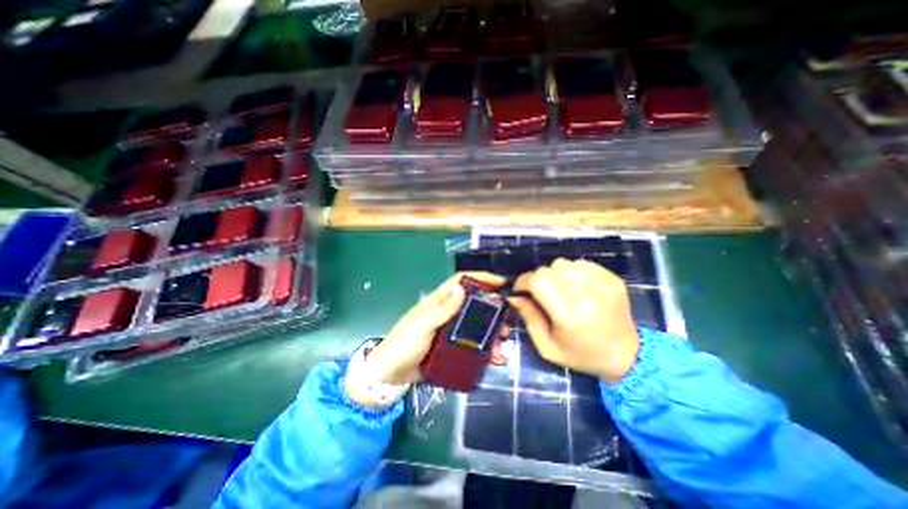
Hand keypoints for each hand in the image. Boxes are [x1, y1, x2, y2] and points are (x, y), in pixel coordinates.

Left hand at [346, 273, 504, 407]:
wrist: (389, 375)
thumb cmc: (403, 345)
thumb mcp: (421, 326)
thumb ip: (440, 309)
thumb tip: (461, 287)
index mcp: (438, 301)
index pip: (461, 281)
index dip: (480, 278)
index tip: (500, 283)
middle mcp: (447, 312)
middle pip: (474, 304)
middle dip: (493, 311)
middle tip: (506, 325)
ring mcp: (450, 330)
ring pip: (477, 325)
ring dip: (491, 334)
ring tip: (501, 347)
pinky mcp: (451, 346)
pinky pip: (473, 343)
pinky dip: (485, 349)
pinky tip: (493, 359)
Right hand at [509, 258, 637, 381]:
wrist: (627, 357)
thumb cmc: (582, 355)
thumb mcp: (547, 347)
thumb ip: (528, 318)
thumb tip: (514, 296)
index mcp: (570, 315)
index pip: (538, 281)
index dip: (523, 281)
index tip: (520, 290)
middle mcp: (587, 295)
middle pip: (549, 269)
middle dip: (538, 278)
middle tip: (541, 293)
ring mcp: (602, 283)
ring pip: (564, 263)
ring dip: (555, 274)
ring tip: (560, 290)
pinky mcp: (612, 278)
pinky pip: (581, 264)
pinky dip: (572, 272)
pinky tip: (576, 287)